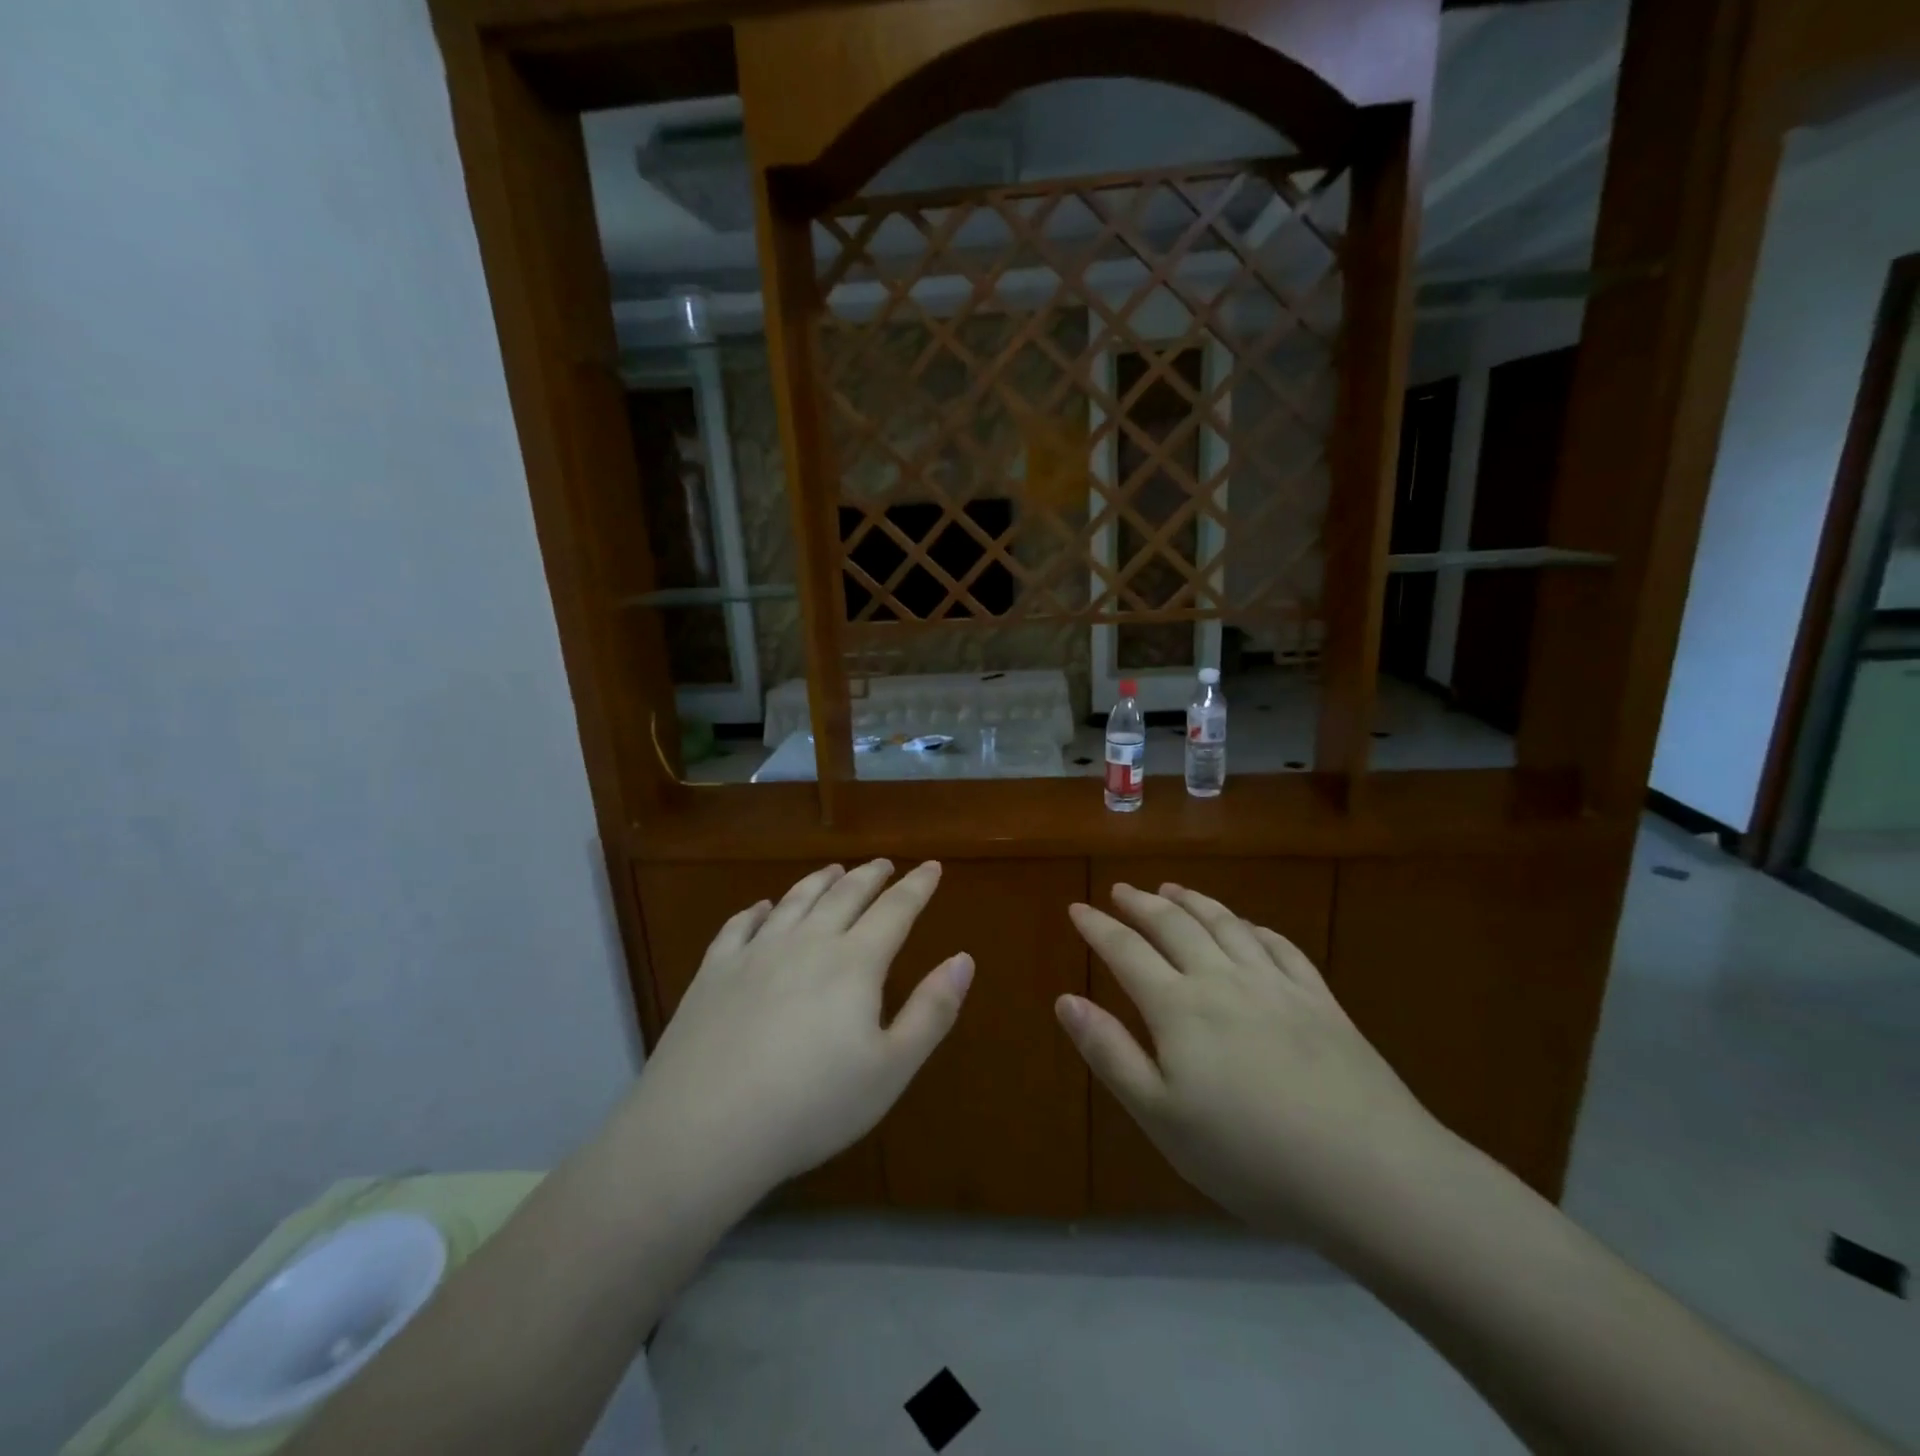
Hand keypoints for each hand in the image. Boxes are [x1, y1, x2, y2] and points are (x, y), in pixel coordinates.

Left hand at [626, 860, 970, 1208]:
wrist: (703, 1129)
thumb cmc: (811, 1105)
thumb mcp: (890, 1069)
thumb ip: (932, 1011)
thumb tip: (964, 959)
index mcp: (854, 962)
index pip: (895, 910)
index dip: (917, 887)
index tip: (931, 867)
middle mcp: (807, 942)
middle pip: (845, 895)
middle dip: (870, 876)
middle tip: (884, 864)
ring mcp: (755, 953)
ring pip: (795, 901)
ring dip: (819, 881)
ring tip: (833, 871)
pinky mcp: (714, 972)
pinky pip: (740, 926)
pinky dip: (758, 910)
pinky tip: (763, 907)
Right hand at [1057, 883, 1455, 1245]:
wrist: (1369, 1172)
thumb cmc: (1249, 1155)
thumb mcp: (1161, 1116)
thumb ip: (1110, 1053)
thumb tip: (1066, 1000)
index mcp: (1179, 1007)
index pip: (1126, 951)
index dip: (1098, 927)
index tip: (1077, 907)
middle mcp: (1223, 979)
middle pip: (1175, 926)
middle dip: (1142, 904)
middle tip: (1121, 889)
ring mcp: (1276, 985)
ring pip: (1225, 925)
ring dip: (1194, 901)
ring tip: (1173, 888)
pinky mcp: (1319, 999)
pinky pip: (1279, 946)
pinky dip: (1253, 927)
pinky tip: (1247, 926)